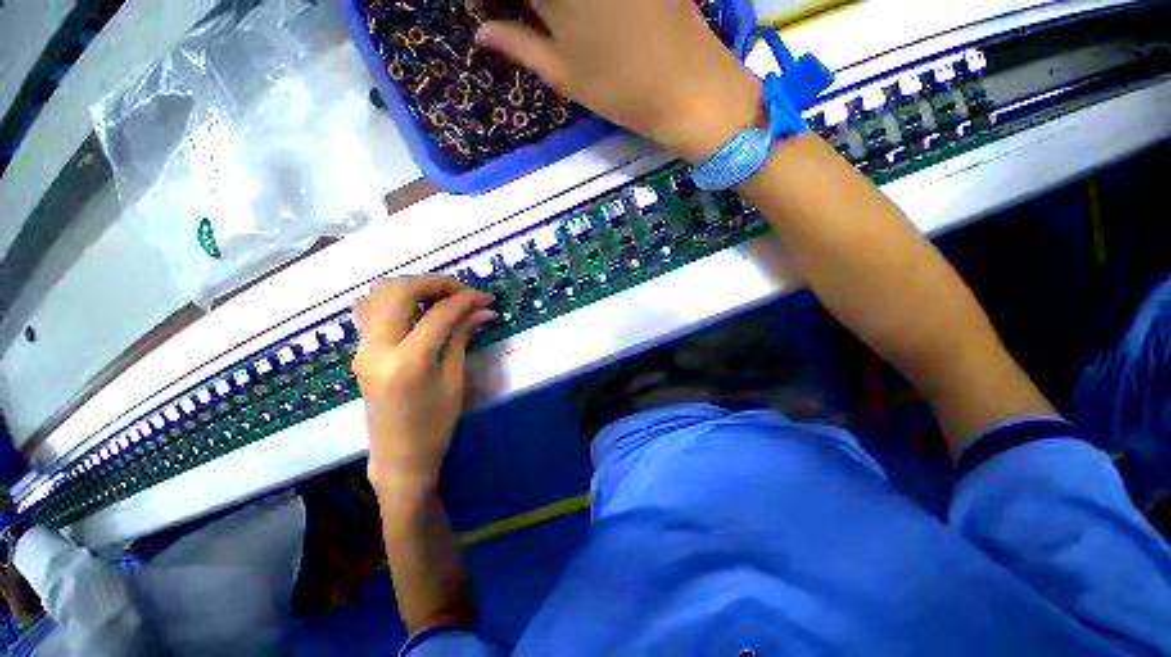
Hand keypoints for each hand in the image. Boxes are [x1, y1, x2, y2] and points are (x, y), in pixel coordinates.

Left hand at [352, 276, 495, 503]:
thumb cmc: (435, 425)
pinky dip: (394, 299)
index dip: (466, 299)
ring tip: (441, 298)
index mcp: (408, 361)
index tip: (486, 298)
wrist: (399, 457)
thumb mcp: (455, 380)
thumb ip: (462, 337)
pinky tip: (416, 310)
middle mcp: (377, 348)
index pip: (439, 313)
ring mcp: (362, 348)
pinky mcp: (360, 350)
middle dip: (436, 283)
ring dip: (413, 287)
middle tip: (463, 292)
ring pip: (379, 293)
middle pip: (400, 290)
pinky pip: (370, 309)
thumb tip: (483, 310)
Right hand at [476, 0, 762, 161]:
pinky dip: (584, 7)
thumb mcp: (565, 76)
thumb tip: (481, 33)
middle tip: (522, 17)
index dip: (494, 1)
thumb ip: (520, 47)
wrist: (686, 85)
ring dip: (555, 9)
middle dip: (523, 3)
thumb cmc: (620, 89)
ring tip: (556, 24)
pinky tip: (588, 19)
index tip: (490, 11)